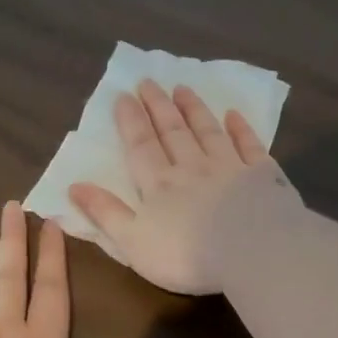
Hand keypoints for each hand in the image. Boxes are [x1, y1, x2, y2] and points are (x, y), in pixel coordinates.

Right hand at [67, 80, 301, 294]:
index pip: (141, 146)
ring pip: (208, 132)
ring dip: (194, 110)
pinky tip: (233, 115)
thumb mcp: (133, 242)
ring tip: (183, 88)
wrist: (252, 252)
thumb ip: (106, 213)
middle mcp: (192, 168)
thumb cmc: (186, 255)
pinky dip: (240, 129)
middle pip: (173, 132)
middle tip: (149, 82)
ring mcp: (230, 168)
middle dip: (158, 106)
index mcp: (159, 185)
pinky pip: (249, 146)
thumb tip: (74, 186)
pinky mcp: (263, 176)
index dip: (130, 121)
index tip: (123, 95)